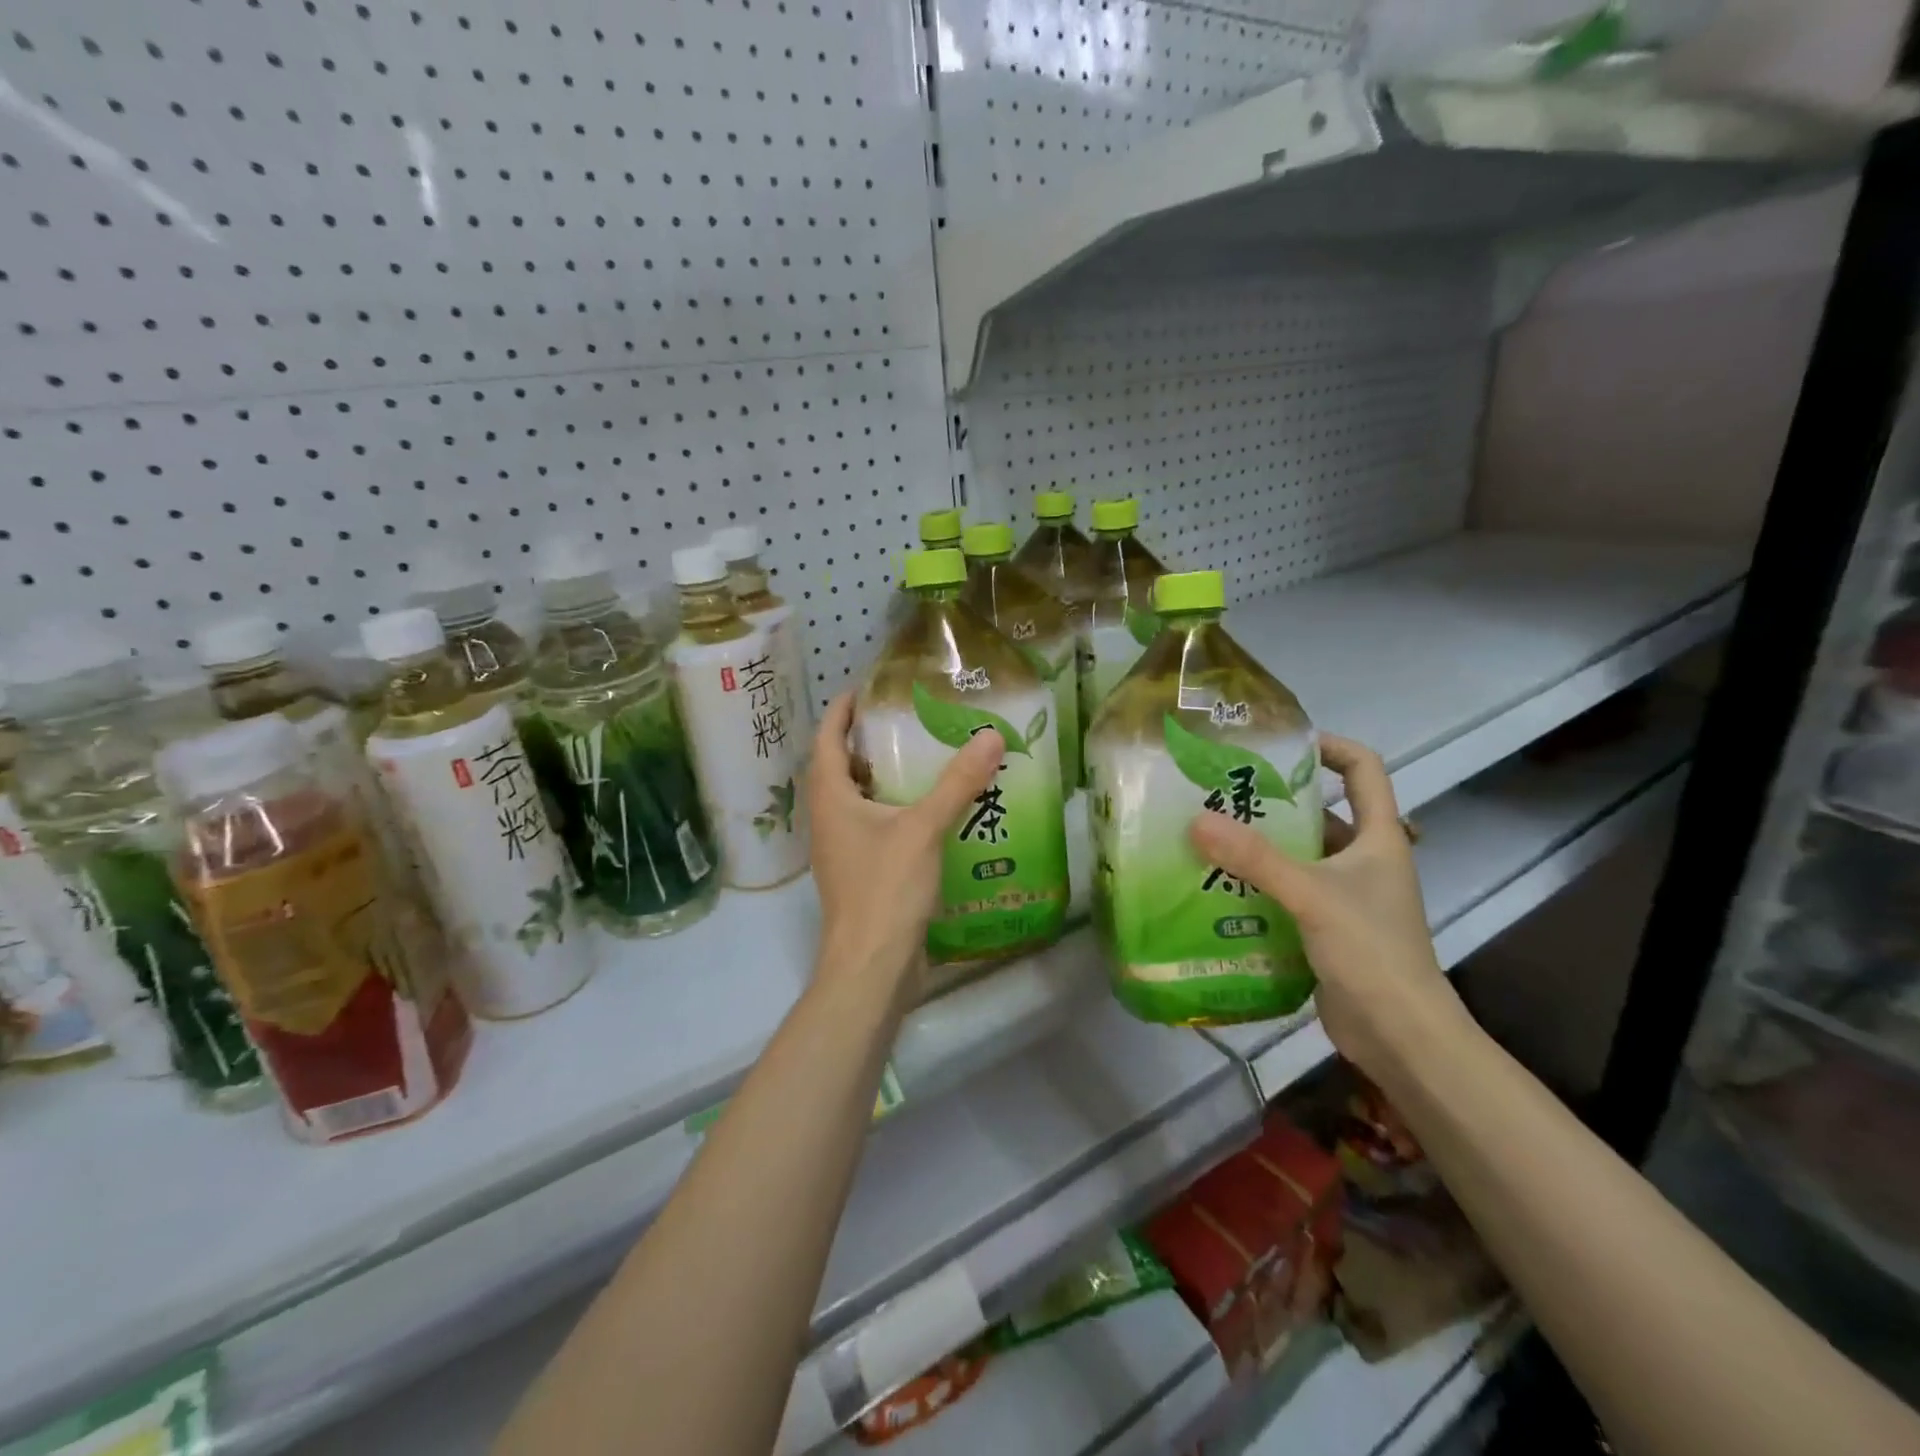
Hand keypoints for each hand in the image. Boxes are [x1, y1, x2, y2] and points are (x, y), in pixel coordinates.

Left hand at [807, 692, 1003, 1004]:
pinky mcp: (861, 874)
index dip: (841, 711)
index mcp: (831, 799)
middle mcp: (829, 820)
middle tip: (905, 720)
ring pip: (858, 801)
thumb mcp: (923, 829)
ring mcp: (843, 850)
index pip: (826, 740)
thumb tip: (990, 735)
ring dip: (882, 778)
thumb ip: (956, 783)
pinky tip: (931, 813)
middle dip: (866, 742)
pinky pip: (875, 828)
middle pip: (841, 768)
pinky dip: (896, 811)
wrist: (871, 966)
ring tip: (922, 758)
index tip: (864, 688)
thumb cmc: (885, 889)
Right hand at [1188, 734, 1468, 1085]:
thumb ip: (1255, 858)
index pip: (1364, 769)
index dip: (1330, 747)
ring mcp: (1346, 896)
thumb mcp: (1311, 895)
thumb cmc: (1370, 950)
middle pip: (1321, 812)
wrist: (1400, 1036)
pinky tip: (1218, 885)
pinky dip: (1258, 884)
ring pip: (1299, 855)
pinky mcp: (1325, 927)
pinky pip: (1287, 891)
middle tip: (1222, 792)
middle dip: (1274, 801)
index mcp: (1379, 838)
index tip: (1281, 745)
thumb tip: (1196, 820)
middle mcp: (1365, 860)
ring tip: (1209, 835)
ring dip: (1260, 846)